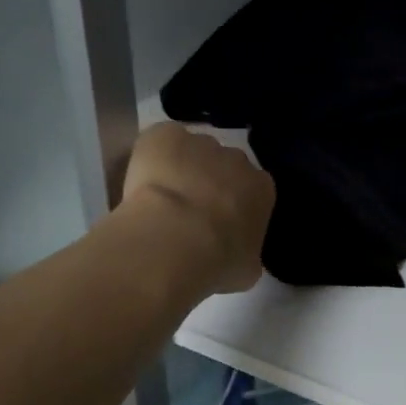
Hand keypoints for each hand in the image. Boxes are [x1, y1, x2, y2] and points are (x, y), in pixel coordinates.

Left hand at [122, 123, 274, 293]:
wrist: (174, 240)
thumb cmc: (217, 260)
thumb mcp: (247, 269)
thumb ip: (247, 253)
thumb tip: (239, 254)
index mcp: (262, 189)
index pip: (252, 191)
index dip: (234, 205)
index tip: (218, 224)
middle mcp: (237, 159)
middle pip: (225, 166)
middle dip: (210, 183)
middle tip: (188, 213)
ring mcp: (201, 143)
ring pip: (192, 151)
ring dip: (181, 168)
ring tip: (160, 198)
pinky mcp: (166, 135)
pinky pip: (162, 140)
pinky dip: (153, 155)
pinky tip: (143, 181)